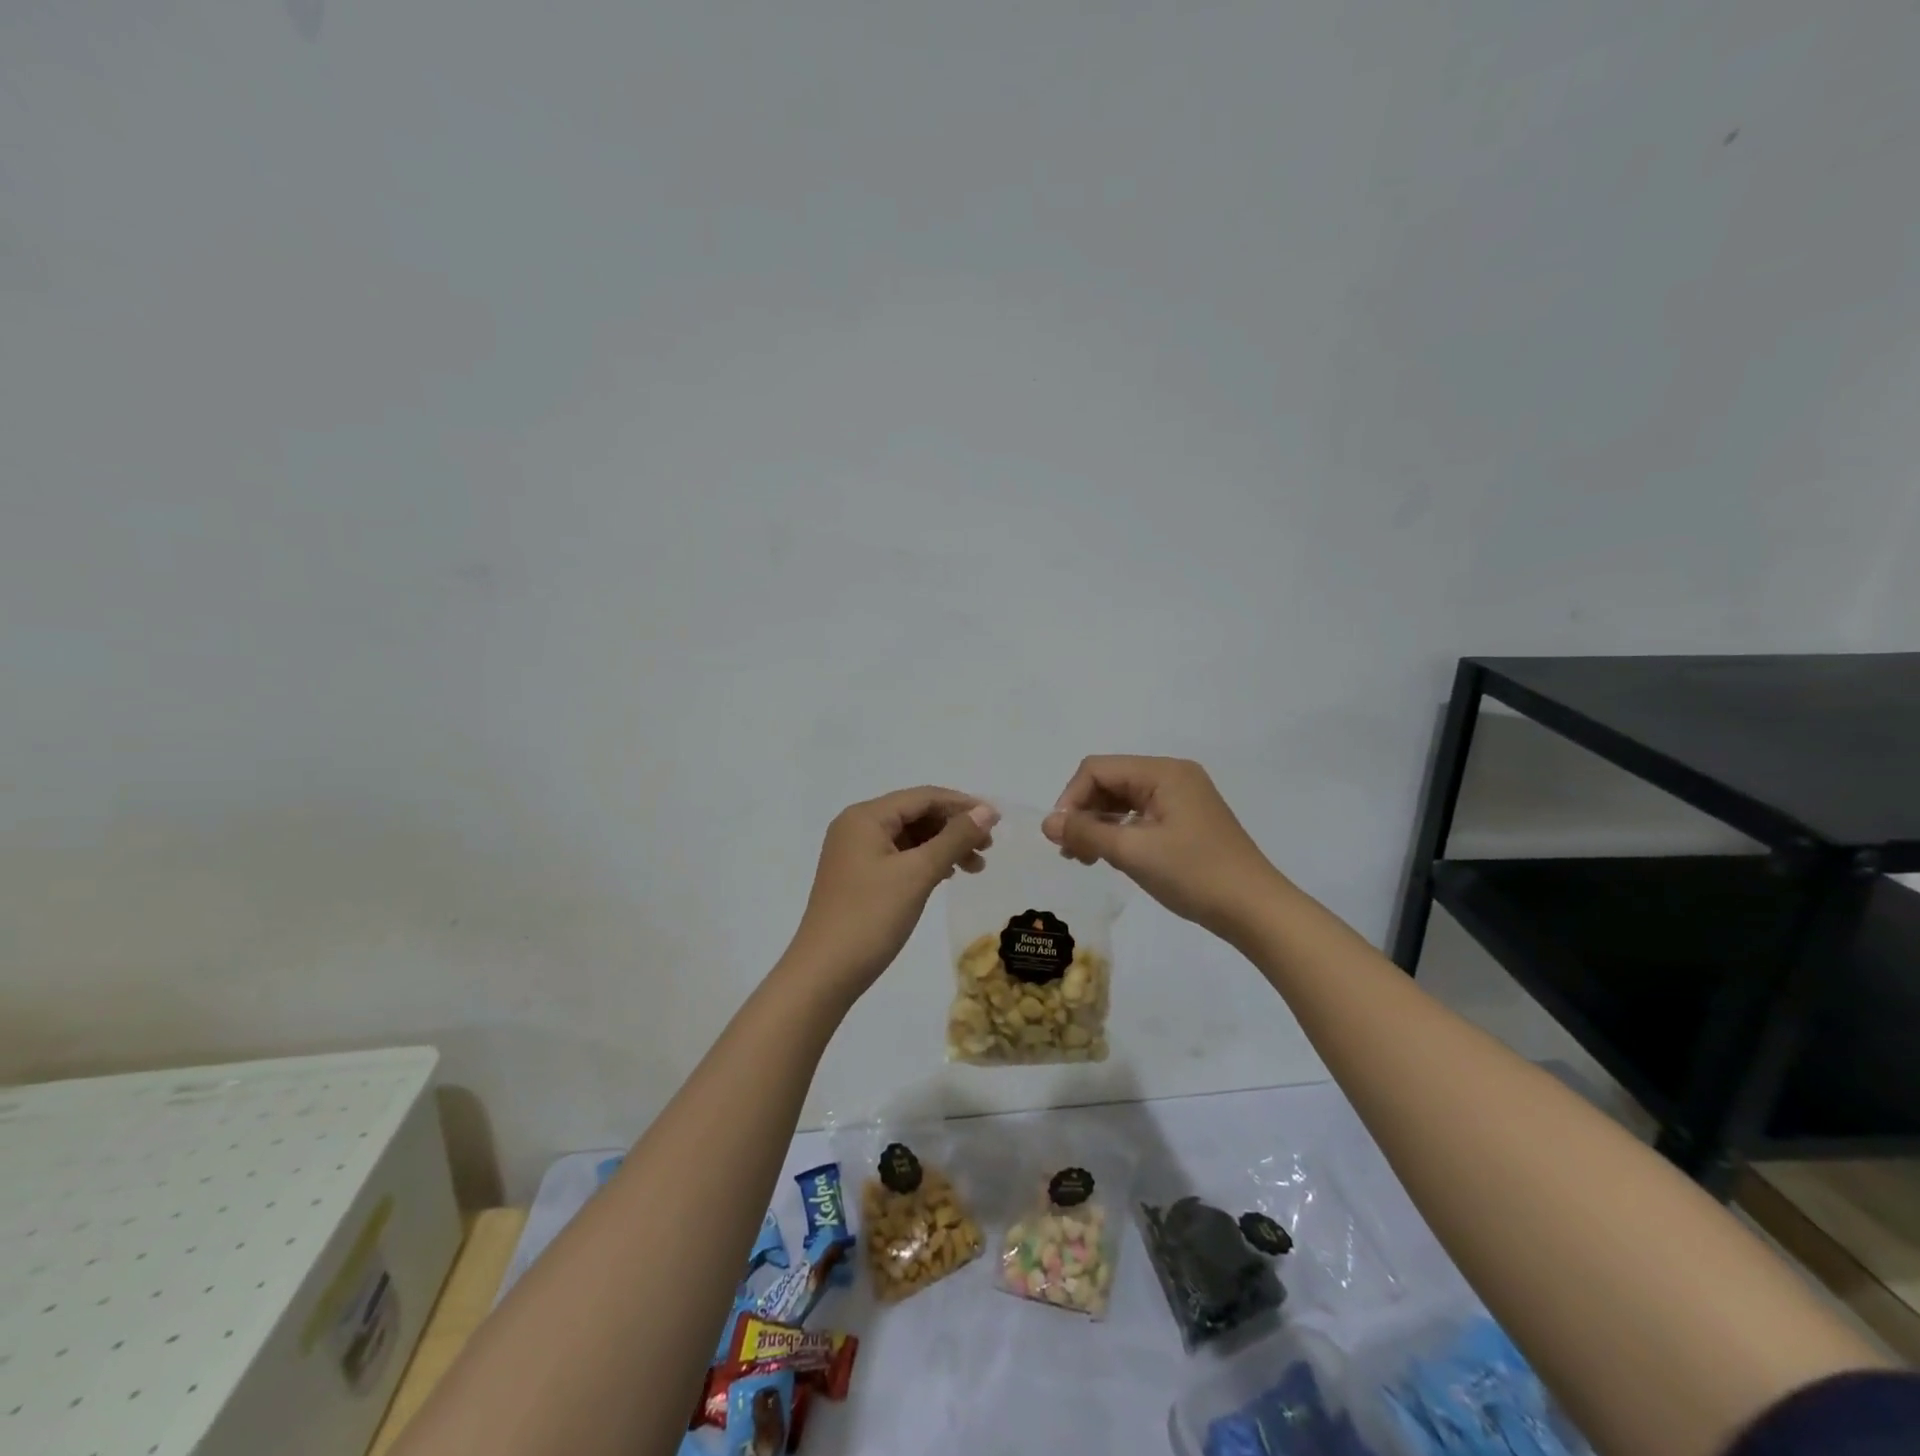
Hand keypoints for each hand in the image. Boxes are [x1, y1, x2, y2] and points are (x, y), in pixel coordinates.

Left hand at [786, 787, 998, 998]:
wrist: (824, 973)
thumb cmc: (871, 917)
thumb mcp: (917, 874)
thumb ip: (954, 838)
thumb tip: (986, 811)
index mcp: (865, 817)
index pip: (922, 797)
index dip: (962, 805)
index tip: (996, 822)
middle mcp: (857, 827)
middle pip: (915, 814)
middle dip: (954, 828)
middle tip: (987, 850)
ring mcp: (854, 853)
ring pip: (909, 837)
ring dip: (943, 846)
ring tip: (974, 867)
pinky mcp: (858, 877)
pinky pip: (899, 856)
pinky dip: (925, 862)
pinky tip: (946, 876)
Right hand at [1042, 756, 1282, 939]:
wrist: (1255, 910)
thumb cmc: (1194, 874)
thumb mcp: (1133, 852)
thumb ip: (1086, 833)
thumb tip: (1047, 823)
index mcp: (1163, 772)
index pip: (1098, 769)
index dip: (1071, 798)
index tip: (1060, 836)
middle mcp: (1173, 776)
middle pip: (1110, 781)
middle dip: (1084, 812)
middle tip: (1071, 852)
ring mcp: (1182, 798)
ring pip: (1123, 800)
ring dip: (1099, 825)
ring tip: (1085, 858)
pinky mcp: (1187, 821)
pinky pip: (1141, 816)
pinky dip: (1120, 832)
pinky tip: (1111, 857)